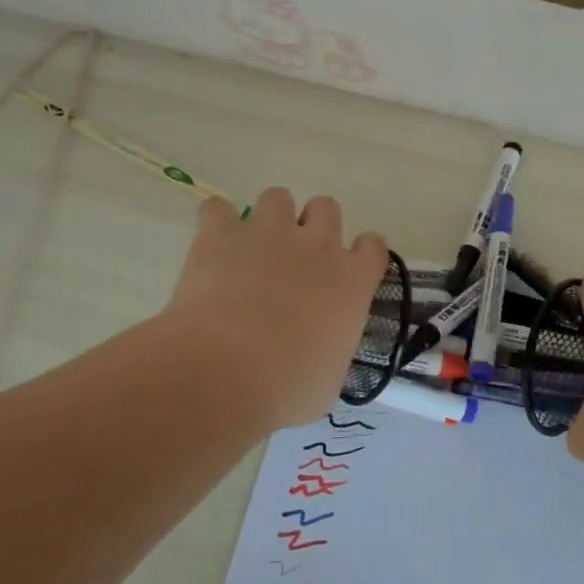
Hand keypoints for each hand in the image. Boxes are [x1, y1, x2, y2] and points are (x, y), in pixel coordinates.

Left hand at [158, 187, 387, 434]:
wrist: (224, 372)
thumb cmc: (287, 388)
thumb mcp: (329, 381)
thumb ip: (333, 350)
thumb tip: (322, 351)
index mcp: (352, 280)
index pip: (373, 246)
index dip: (360, 254)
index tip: (346, 272)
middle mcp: (317, 245)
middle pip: (327, 208)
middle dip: (313, 227)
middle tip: (294, 260)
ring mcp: (269, 233)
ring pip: (278, 196)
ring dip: (269, 217)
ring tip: (252, 247)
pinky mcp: (222, 234)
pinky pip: (217, 208)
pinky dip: (215, 222)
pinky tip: (211, 244)